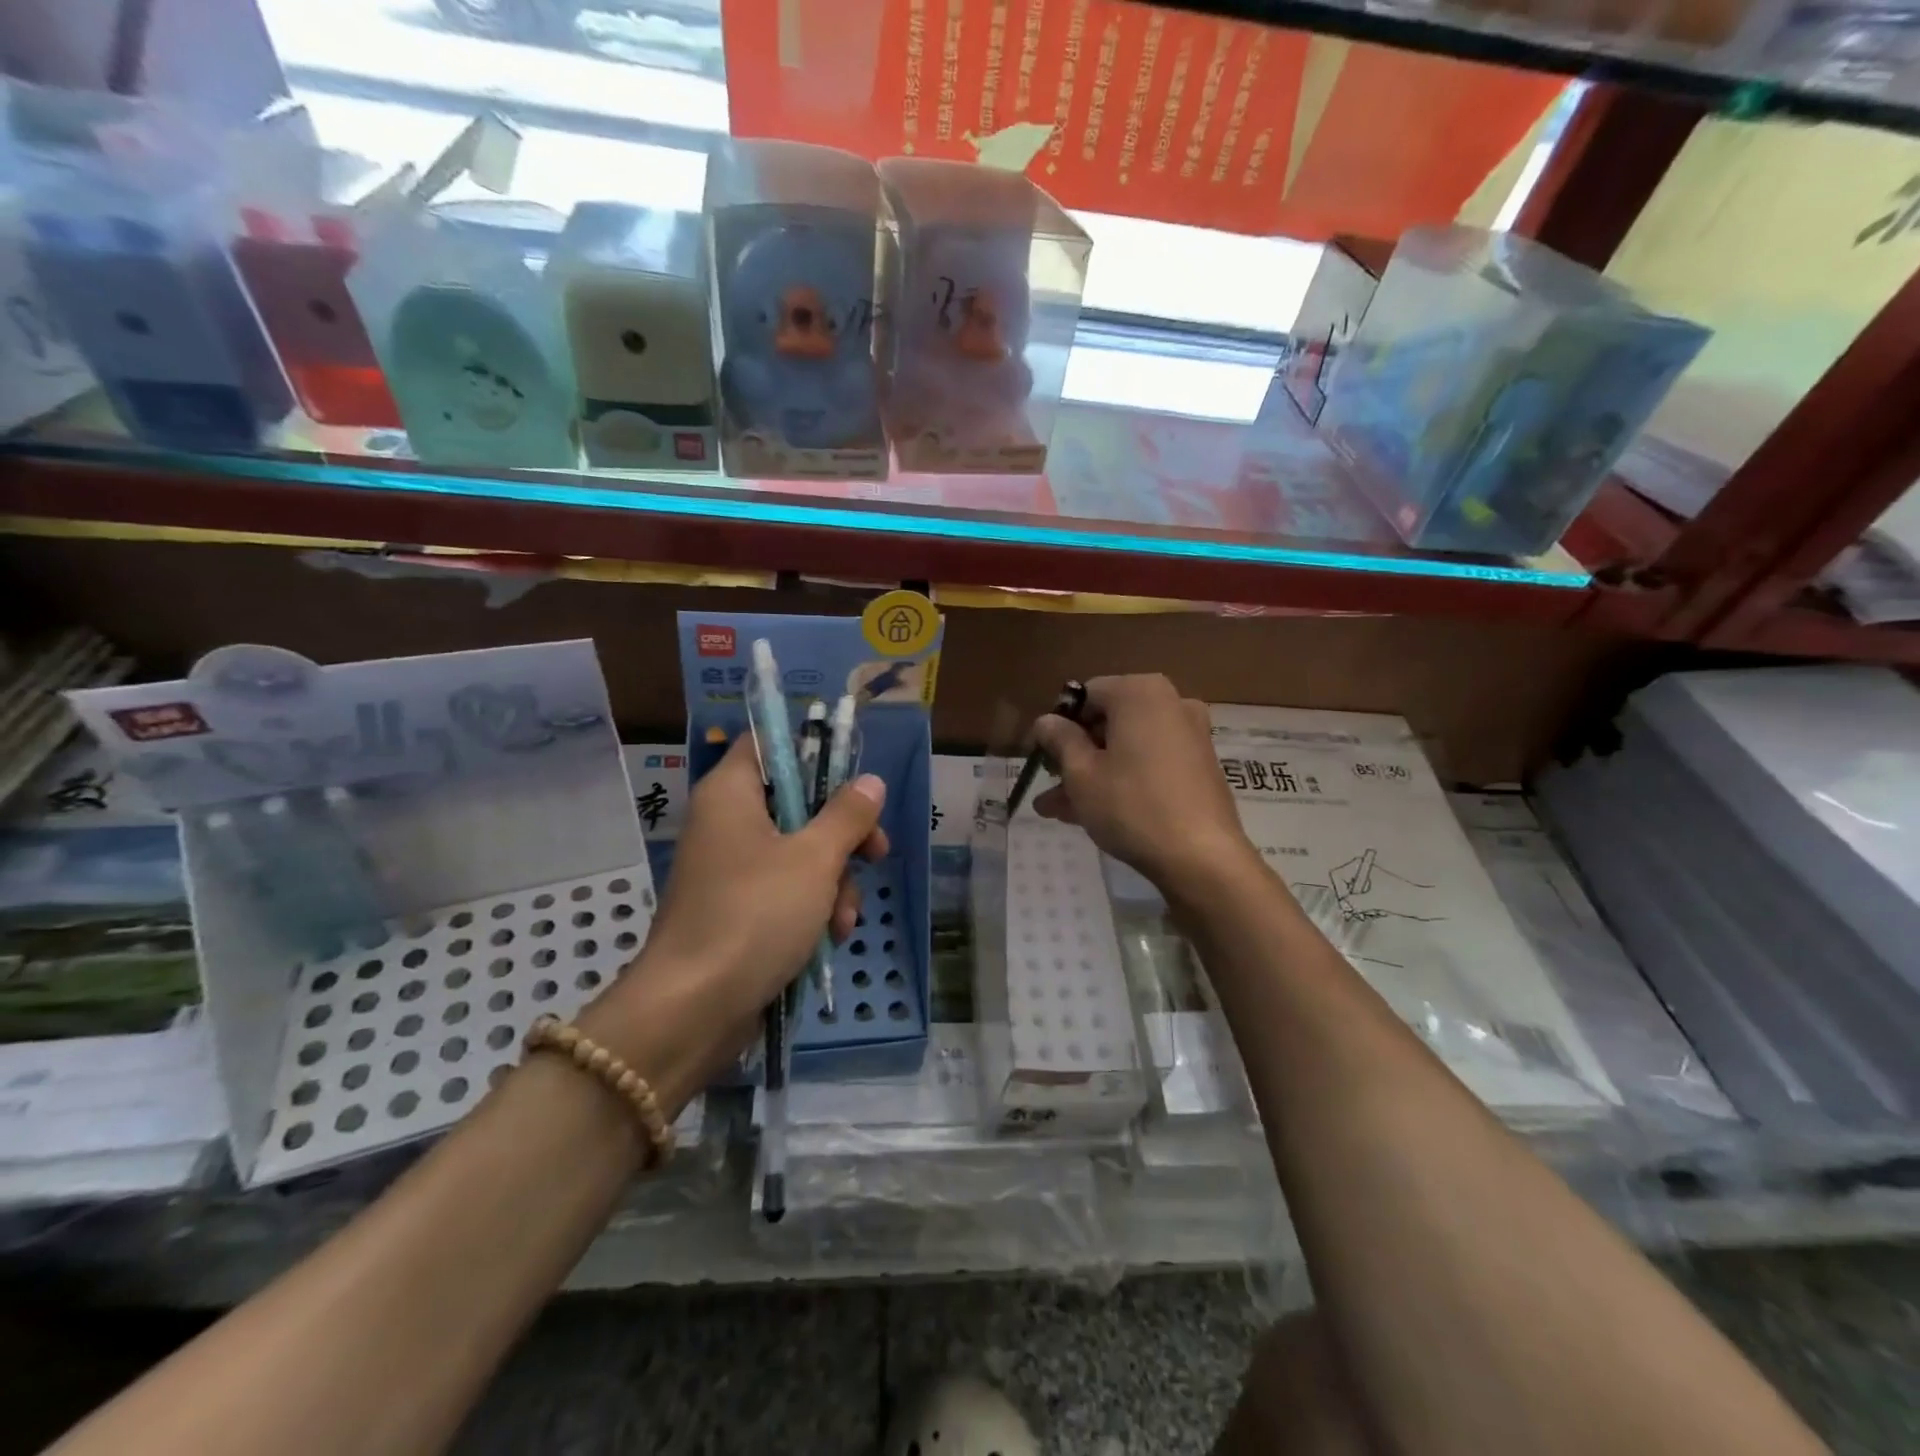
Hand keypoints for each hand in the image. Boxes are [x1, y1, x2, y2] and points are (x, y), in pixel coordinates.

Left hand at [580, 734, 887, 1107]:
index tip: (854, 777)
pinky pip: (785, 892)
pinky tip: (831, 937)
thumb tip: (870, 782)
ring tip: (845, 919)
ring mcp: (731, 870)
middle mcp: (727, 823)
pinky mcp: (738, 911)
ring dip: (835, 882)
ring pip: (799, 854)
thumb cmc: (755, 913)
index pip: (769, 745)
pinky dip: (812, 909)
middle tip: (876, 851)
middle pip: (797, 804)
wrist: (694, 1008)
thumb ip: (847, 815)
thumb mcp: (815, 858)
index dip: (813, 753)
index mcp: (731, 793)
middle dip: (843, 834)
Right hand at [1031, 674, 1255, 898]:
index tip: (1041, 757)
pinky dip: (1123, 780)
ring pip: (1126, 749)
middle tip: (1048, 787)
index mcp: (1139, 693)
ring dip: (1092, 774)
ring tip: (1058, 810)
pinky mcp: (1199, 766)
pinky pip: (1149, 764)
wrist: (1201, 857)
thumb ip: (1059, 740)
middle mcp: (1170, 703)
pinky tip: (1093, 814)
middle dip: (1074, 756)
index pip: (1085, 696)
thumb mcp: (1081, 773)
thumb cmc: (1131, 805)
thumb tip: (1046, 721)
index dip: (1058, 726)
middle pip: (1108, 723)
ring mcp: (1189, 735)